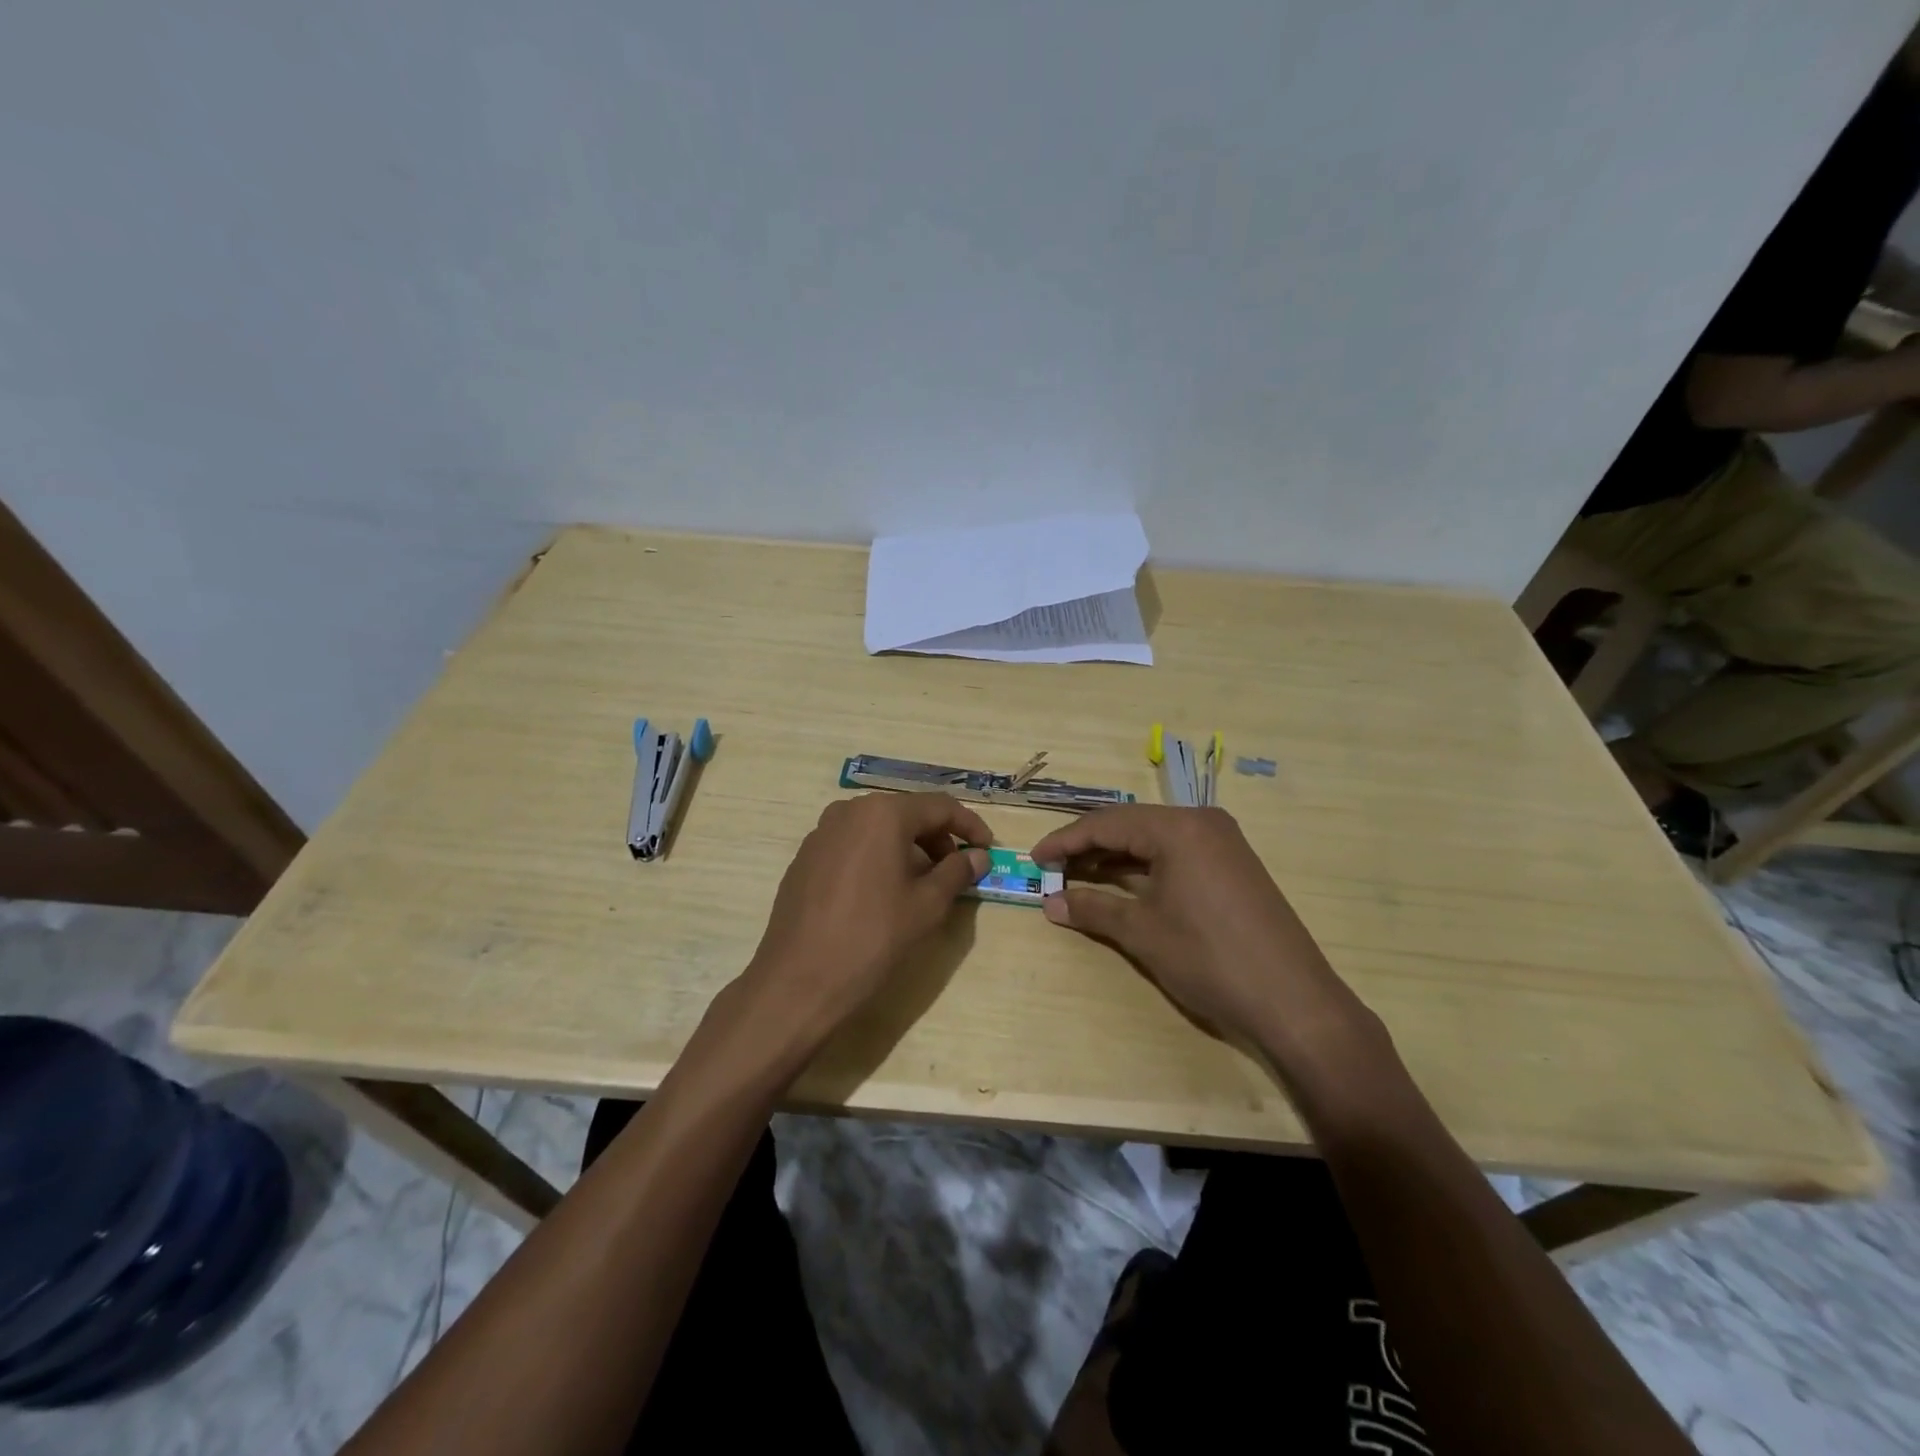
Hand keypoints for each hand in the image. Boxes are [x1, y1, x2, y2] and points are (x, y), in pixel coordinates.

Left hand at [736, 792, 990, 1046]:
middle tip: (957, 870)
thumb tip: (978, 856)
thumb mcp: (926, 906)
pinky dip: (877, 857)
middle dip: (937, 838)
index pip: (939, 806)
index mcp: (883, 814)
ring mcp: (821, 833)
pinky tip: (883, 893)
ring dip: (907, 848)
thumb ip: (957, 872)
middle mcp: (849, 811)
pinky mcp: (805, 858)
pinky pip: (852, 845)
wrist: (798, 982)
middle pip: (906, 813)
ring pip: (877, 829)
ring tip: (923, 884)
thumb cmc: (872, 938)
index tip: (988, 850)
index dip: (969, 826)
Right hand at [1032, 805, 1375, 1058]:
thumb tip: (1050, 902)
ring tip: (1078, 876)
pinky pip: (1176, 854)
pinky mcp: (1234, 867)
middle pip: (1130, 825)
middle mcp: (1202, 822)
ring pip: (1154, 840)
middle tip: (1053, 868)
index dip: (1066, 840)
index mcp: (1179, 827)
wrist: (1293, 1002)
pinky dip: (1144, 868)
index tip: (1035, 859)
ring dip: (1115, 857)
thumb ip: (1092, 909)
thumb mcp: (1142, 932)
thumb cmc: (1209, 958)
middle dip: (1088, 846)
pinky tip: (1122, 885)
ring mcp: (1223, 843)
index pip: (1107, 823)